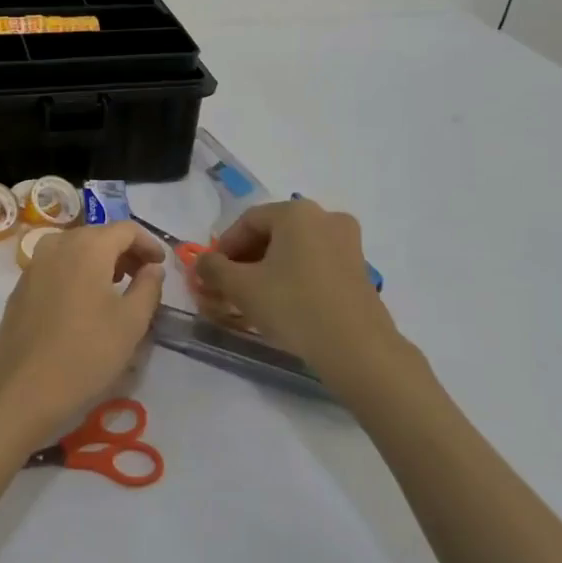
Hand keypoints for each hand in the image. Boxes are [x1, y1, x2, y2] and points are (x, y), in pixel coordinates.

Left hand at [0, 222, 165, 441]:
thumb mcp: (131, 322)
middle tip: (143, 277)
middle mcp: (58, 244)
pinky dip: (77, 272)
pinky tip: (85, 302)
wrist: (24, 388)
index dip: (148, 243)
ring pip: (76, 249)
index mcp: (87, 246)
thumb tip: (153, 267)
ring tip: (117, 288)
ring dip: (100, 261)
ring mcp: (34, 263)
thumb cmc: (86, 353)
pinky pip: (57, 266)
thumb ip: (149, 286)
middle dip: (124, 251)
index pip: (126, 229)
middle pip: (99, 235)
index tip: (161, 265)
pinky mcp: (21, 285)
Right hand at [194, 199, 414, 386]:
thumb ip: (214, 268)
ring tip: (252, 299)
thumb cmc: (294, 307)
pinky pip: (315, 264)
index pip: (247, 221)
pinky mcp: (359, 269)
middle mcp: (325, 217)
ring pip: (294, 250)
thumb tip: (202, 262)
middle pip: (272, 233)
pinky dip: (293, 277)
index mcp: (296, 212)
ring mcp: (347, 243)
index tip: (211, 273)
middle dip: (245, 259)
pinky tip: (282, 304)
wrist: (357, 350)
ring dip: (268, 270)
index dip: (223, 247)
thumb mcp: (241, 287)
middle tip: (228, 287)